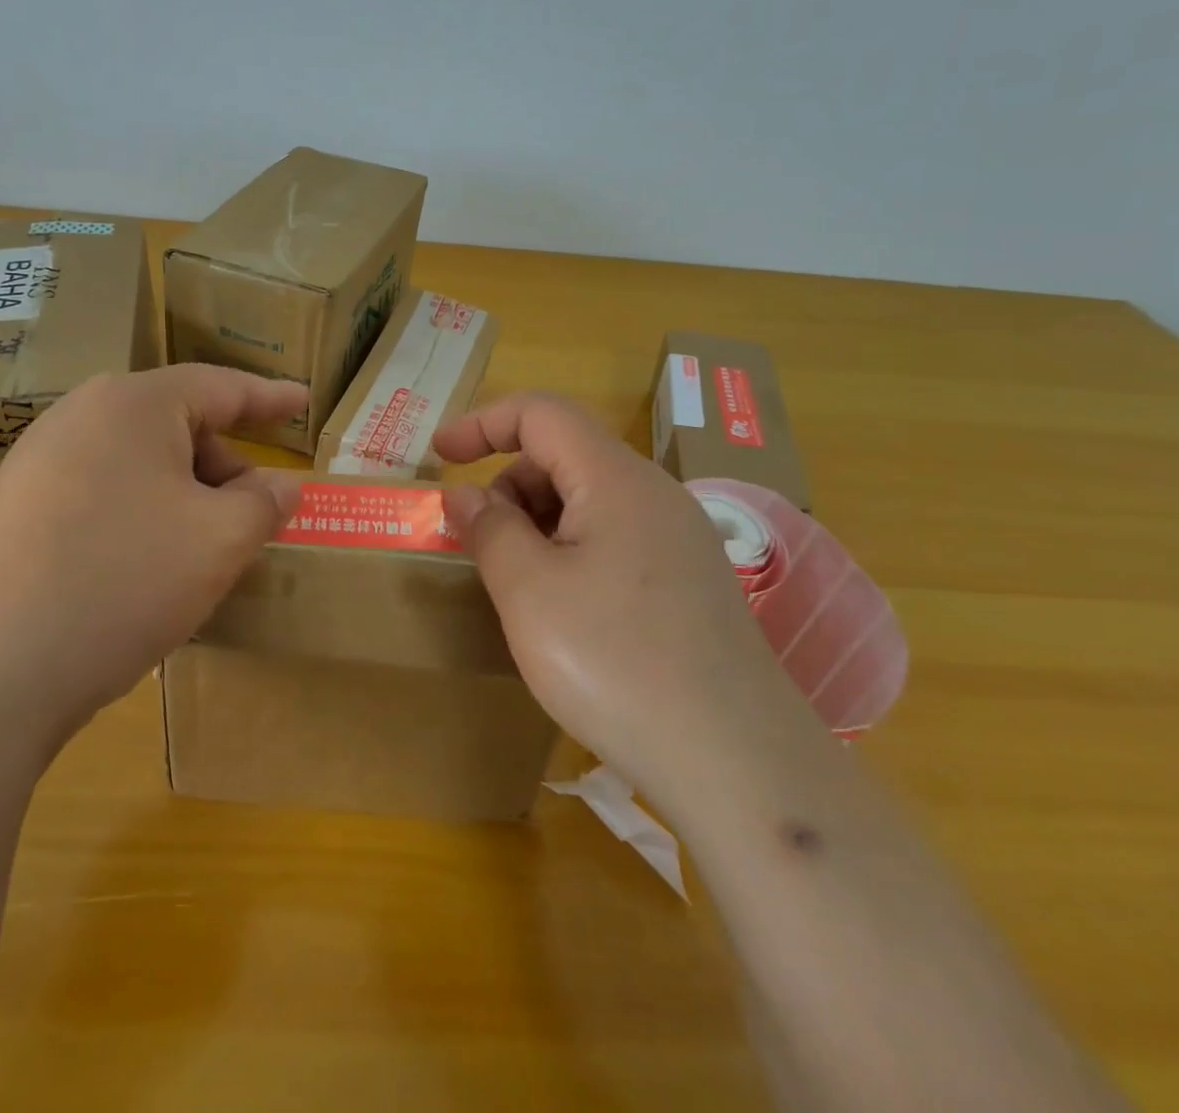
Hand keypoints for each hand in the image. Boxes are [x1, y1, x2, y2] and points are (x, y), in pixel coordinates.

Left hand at [0, 365, 303, 731]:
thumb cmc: (121, 579)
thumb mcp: (218, 540)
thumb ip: (264, 504)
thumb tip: (281, 486)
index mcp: (134, 404)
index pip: (221, 386)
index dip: (271, 397)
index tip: (305, 401)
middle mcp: (80, 419)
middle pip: (178, 429)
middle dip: (227, 470)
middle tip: (256, 519)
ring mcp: (39, 465)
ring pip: (141, 470)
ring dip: (186, 503)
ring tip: (204, 558)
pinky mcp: (16, 514)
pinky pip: (104, 500)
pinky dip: (144, 524)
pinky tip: (147, 576)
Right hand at [433, 392, 782, 777]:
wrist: (739, 765)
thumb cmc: (616, 664)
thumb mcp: (529, 593)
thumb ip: (489, 530)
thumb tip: (466, 495)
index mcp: (617, 479)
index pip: (542, 413)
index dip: (483, 422)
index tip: (439, 456)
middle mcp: (656, 495)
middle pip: (566, 455)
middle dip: (509, 484)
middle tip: (481, 545)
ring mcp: (680, 540)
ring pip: (590, 501)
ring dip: (539, 523)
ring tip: (520, 587)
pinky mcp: (691, 583)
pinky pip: (616, 539)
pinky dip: (571, 552)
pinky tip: (565, 613)